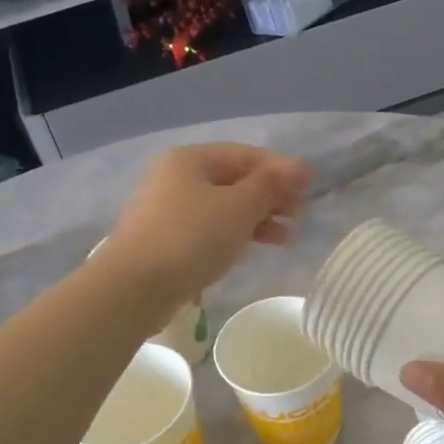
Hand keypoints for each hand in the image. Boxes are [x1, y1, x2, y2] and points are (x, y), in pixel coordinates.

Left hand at [100, 144, 309, 308]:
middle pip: (234, 180)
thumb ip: (271, 185)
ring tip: (287, 237)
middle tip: (300, 215)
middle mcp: (176, 178)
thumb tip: (300, 167)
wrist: (134, 288)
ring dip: (257, 218)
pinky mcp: (167, 241)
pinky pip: (209, 229)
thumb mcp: (239, 207)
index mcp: (190, 159)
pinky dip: (235, 235)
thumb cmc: (191, 238)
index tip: (309, 189)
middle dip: (270, 196)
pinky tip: (255, 248)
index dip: (280, 169)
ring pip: (223, 207)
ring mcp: (169, 210)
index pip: (246, 155)